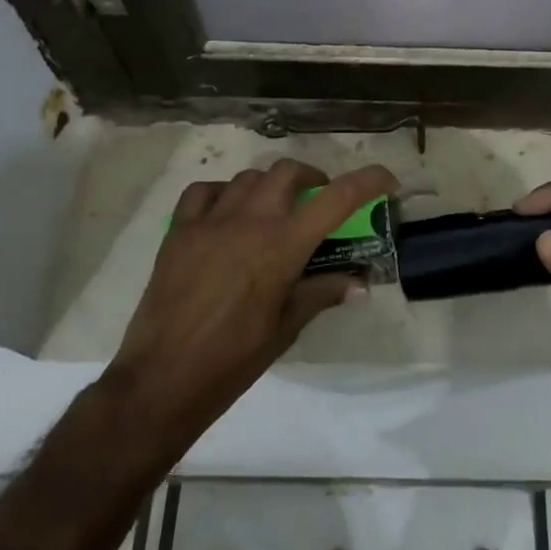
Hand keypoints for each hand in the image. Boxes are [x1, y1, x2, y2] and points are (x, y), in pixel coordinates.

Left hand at [104, 159, 396, 463]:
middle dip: (312, 178)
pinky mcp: (179, 230)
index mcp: (283, 246)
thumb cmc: (234, 359)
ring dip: (270, 186)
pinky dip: (223, 193)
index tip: (386, 180)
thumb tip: (359, 283)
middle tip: (318, 200)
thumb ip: (322, 292)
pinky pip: (204, 191)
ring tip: (274, 210)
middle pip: (288, 172)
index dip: (368, 181)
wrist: (163, 377)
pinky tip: (228, 213)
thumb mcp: (287, 327)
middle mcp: (250, 221)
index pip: (337, 198)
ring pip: (249, 177)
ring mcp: (210, 221)